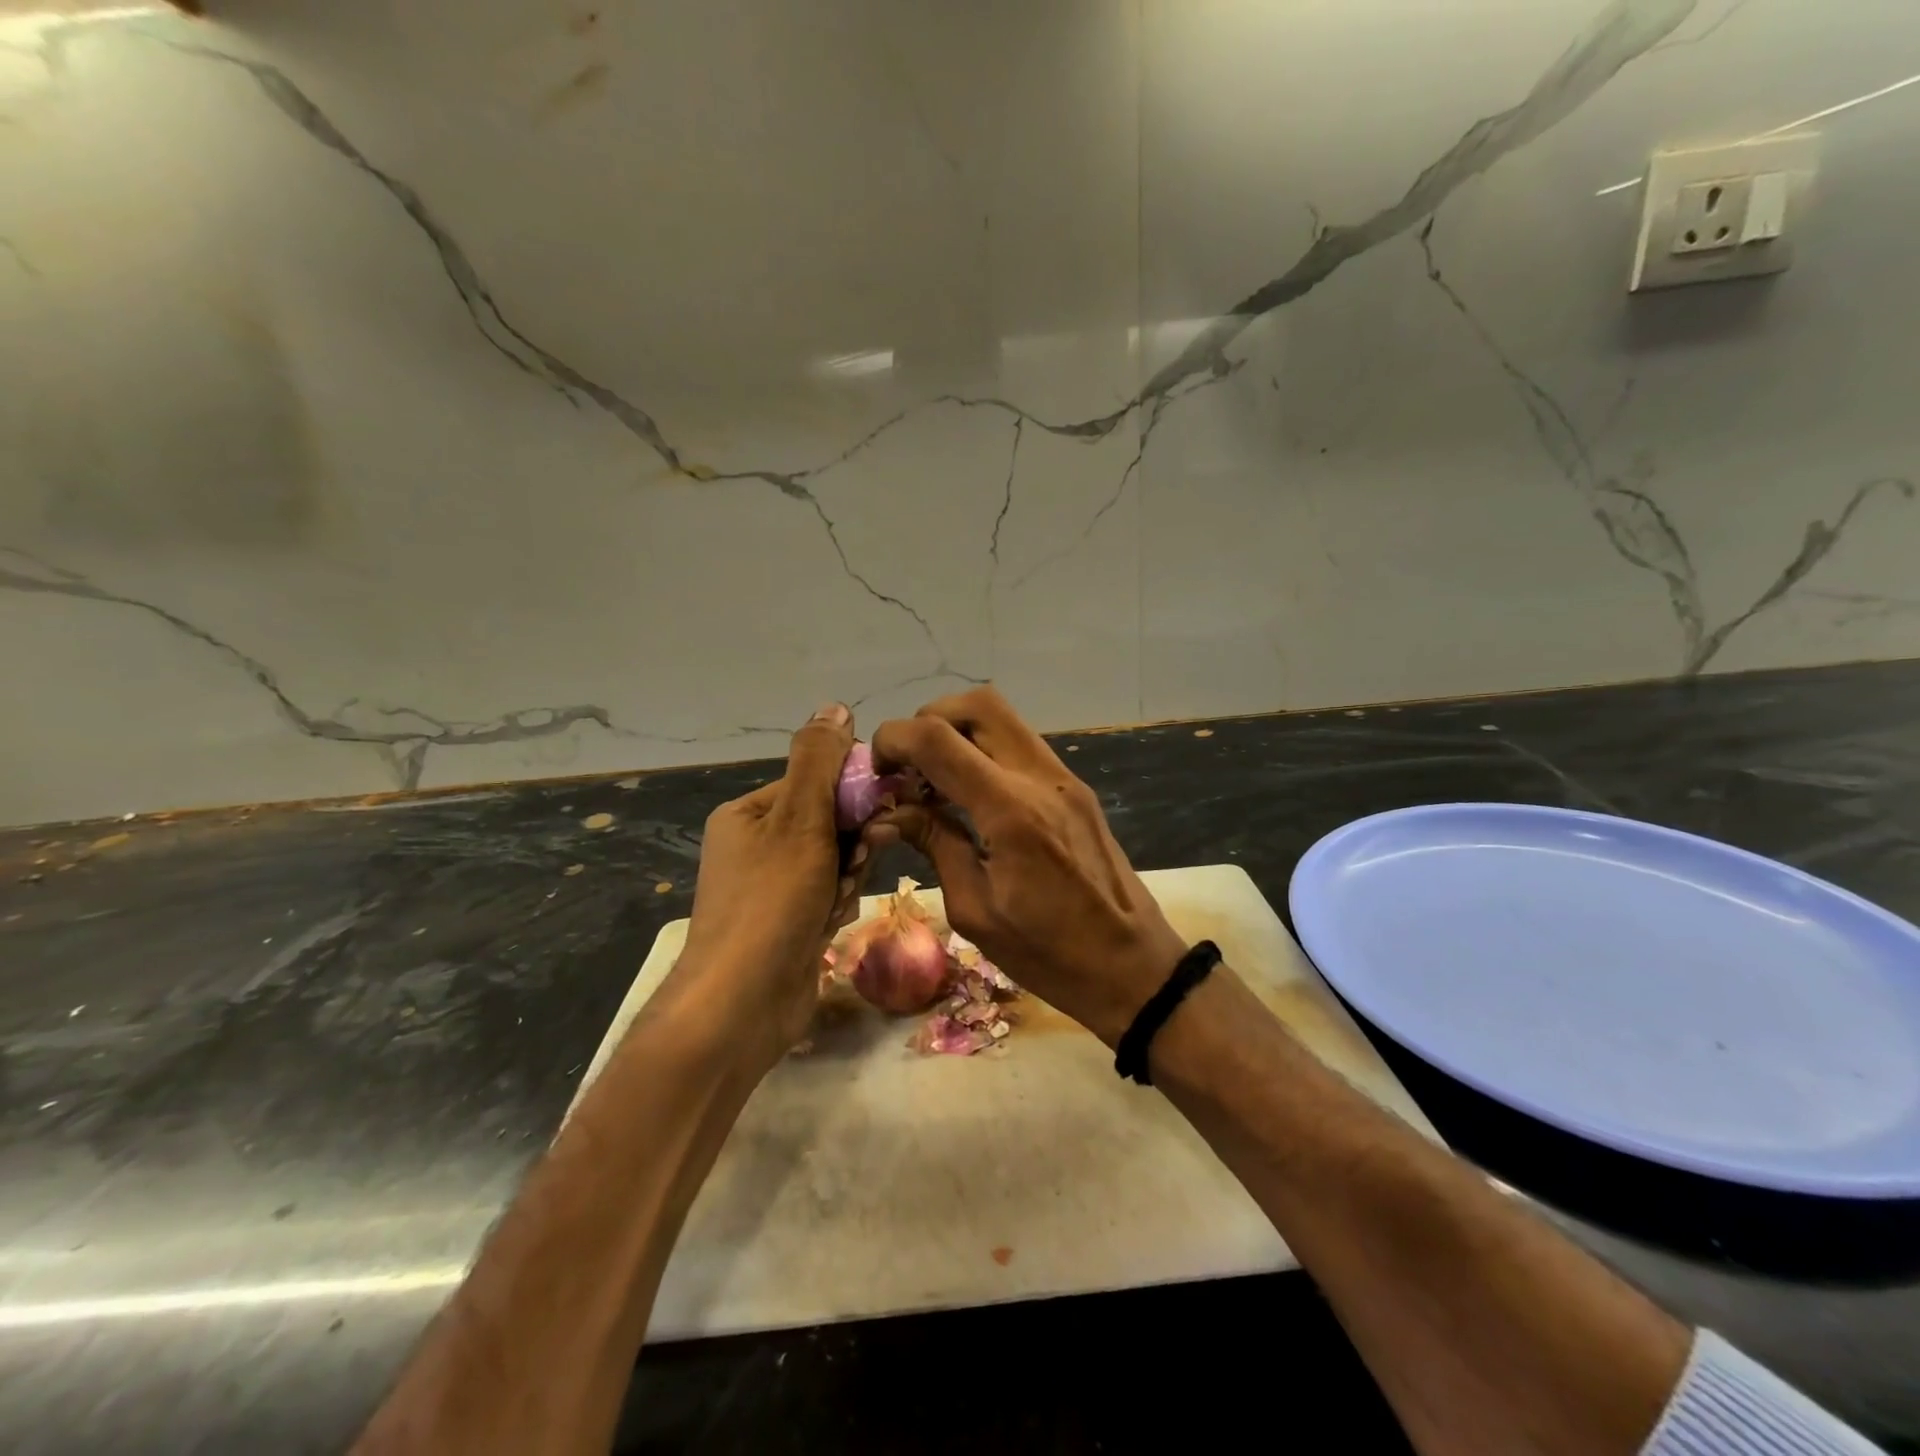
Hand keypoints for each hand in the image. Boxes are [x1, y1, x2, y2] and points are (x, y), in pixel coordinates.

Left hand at [675, 703, 875, 1071]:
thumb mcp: (798, 820)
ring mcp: (771, 888)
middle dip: (851, 844)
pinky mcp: (787, 923)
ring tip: (831, 904)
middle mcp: (757, 845)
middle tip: (855, 863)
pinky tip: (826, 926)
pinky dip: (835, 907)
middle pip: (831, 823)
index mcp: (750, 813)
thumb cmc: (770, 902)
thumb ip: (818, 761)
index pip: (817, 782)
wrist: (740, 1007)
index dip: (852, 795)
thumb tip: (835, 705)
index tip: (879, 814)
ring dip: (846, 879)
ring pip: (837, 862)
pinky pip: (829, 896)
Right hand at [872, 687, 1186, 1046]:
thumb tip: (889, 813)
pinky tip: (968, 795)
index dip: (894, 739)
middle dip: (929, 721)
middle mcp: (1040, 777)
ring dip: (958, 733)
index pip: (937, 738)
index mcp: (1010, 810)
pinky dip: (985, 750)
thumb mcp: (975, 909)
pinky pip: (1020, 745)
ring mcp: (1064, 778)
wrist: (1133, 966)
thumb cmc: (1049, 954)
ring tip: (933, 781)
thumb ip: (935, 843)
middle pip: (977, 704)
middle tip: (907, 767)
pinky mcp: (1075, 789)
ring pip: (1002, 718)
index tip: (874, 770)